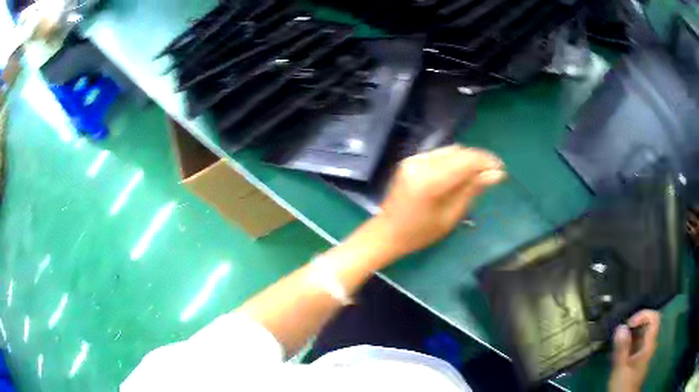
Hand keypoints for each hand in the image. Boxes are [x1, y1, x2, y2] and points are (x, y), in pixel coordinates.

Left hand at [372, 145, 505, 259]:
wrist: (387, 232)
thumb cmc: (420, 233)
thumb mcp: (451, 216)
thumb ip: (473, 190)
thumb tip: (497, 174)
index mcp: (430, 180)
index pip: (466, 160)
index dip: (486, 161)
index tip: (501, 169)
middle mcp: (421, 163)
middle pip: (459, 152)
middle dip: (479, 160)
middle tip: (493, 173)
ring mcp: (414, 159)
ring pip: (450, 151)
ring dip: (467, 159)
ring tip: (479, 174)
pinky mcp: (411, 160)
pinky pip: (439, 155)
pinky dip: (453, 161)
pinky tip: (460, 173)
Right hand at [608, 310, 660, 391]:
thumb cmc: (624, 385)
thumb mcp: (621, 368)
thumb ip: (622, 348)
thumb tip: (621, 326)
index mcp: (649, 345)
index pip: (654, 318)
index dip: (643, 315)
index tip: (629, 324)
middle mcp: (649, 346)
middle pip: (647, 326)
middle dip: (633, 326)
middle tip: (619, 333)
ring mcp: (643, 355)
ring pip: (640, 337)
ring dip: (628, 337)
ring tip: (615, 343)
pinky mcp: (636, 363)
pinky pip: (634, 347)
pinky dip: (626, 346)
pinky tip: (615, 354)